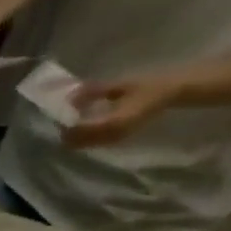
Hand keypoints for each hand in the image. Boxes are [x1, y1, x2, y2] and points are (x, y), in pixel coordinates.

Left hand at [62, 73, 186, 147]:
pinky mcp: (115, 140)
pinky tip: (82, 122)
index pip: (81, 129)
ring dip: (72, 135)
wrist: (170, 93)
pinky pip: (90, 143)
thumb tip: (70, 96)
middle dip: (66, 131)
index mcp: (115, 122)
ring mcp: (114, 140)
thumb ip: (94, 91)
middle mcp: (112, 136)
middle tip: (63, 116)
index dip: (67, 123)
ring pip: (82, 145)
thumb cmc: (148, 86)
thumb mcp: (120, 85)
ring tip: (72, 118)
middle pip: (77, 142)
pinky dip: (81, 136)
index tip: (61, 112)